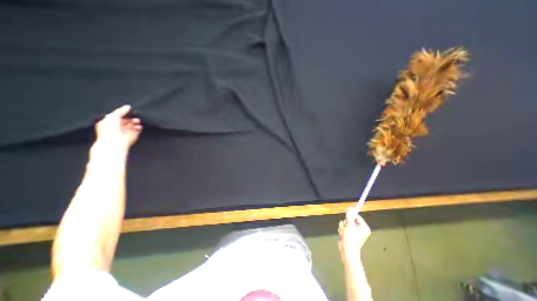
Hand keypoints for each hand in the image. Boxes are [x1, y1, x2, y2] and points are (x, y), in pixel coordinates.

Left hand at [96, 105, 142, 149]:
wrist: (116, 142)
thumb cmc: (110, 130)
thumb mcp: (113, 116)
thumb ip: (121, 111)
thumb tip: (128, 106)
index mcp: (110, 121)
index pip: (118, 115)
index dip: (124, 112)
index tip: (129, 111)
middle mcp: (118, 126)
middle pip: (127, 119)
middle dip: (132, 117)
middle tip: (135, 116)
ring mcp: (126, 131)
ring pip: (133, 124)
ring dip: (136, 122)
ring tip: (137, 121)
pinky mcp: (134, 135)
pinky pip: (138, 129)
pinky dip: (139, 127)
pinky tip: (139, 126)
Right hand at [337, 208, 372, 259]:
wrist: (347, 250)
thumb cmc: (351, 238)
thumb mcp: (350, 225)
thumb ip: (349, 216)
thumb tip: (350, 208)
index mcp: (364, 227)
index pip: (357, 217)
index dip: (351, 216)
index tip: (347, 216)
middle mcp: (360, 229)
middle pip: (350, 220)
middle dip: (346, 223)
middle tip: (346, 228)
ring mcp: (354, 232)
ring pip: (345, 223)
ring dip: (343, 227)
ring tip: (344, 233)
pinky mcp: (349, 234)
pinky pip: (344, 228)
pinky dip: (342, 231)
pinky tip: (343, 235)